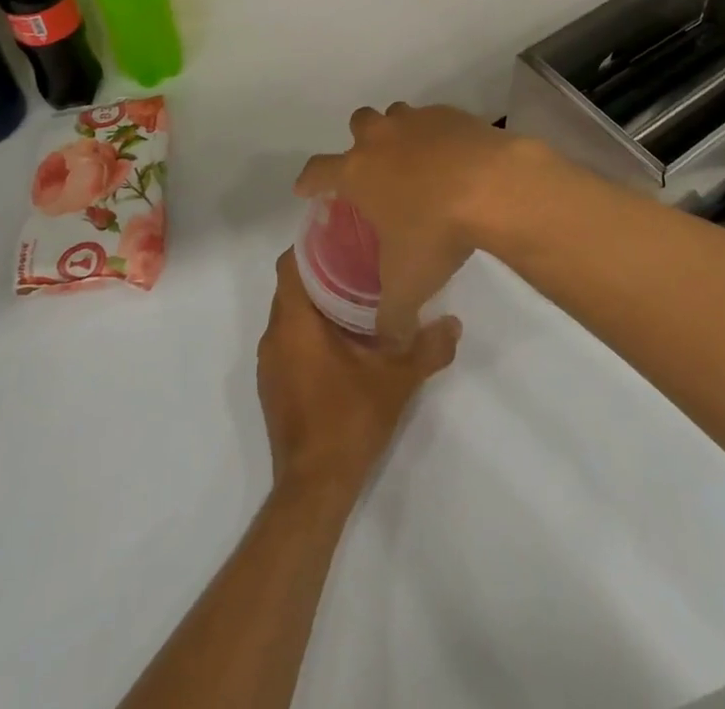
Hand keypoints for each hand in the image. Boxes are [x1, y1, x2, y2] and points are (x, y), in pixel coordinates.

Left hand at [257, 250, 459, 502]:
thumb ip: (428, 348)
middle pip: (292, 287)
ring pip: (290, 315)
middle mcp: (274, 337)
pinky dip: (311, 331)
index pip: (290, 264)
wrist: (314, 488)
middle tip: (361, 263)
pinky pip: (289, 341)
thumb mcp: (398, 380)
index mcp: (294, 323)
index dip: (312, 245)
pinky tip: (344, 341)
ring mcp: (270, 364)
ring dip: (317, 304)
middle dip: (322, 272)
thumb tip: (454, 323)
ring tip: (357, 297)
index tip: (343, 236)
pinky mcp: (274, 386)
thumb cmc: (349, 421)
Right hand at [293, 103, 563, 349]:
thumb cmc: (436, 231)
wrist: (493, 186)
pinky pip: (436, 119)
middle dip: (360, 143)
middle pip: (358, 124)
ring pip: (397, 115)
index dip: (308, 181)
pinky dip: (438, 135)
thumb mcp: (409, 285)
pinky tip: (454, 159)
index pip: (317, 171)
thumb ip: (392, 317)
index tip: (306, 189)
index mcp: (358, 172)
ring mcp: (418, 121)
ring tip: (415, 162)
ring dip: (399, 133)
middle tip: (373, 170)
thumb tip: (390, 342)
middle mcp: (382, 138)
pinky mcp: (453, 114)